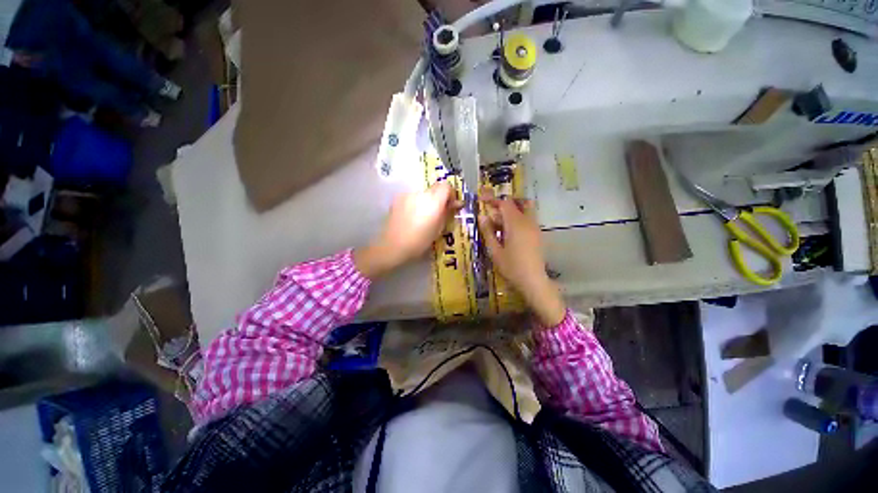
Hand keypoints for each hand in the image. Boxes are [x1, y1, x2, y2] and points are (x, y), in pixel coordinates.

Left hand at [355, 181, 461, 278]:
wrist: (394, 246)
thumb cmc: (420, 241)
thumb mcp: (438, 229)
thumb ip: (447, 212)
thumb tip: (455, 204)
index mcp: (434, 201)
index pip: (446, 186)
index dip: (450, 194)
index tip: (450, 205)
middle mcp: (421, 193)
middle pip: (434, 188)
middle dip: (438, 197)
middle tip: (437, 212)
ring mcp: (408, 195)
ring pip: (422, 193)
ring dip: (426, 201)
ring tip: (422, 217)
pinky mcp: (397, 198)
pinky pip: (411, 198)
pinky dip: (415, 204)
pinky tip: (411, 217)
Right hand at [478, 190, 565, 326]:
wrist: (533, 281)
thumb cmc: (511, 267)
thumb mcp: (495, 250)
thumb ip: (488, 231)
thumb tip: (482, 216)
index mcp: (516, 223)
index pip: (505, 204)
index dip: (493, 200)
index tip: (482, 199)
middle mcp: (527, 221)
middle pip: (517, 203)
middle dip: (503, 205)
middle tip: (491, 215)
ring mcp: (534, 228)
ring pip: (523, 211)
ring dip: (511, 213)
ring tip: (497, 227)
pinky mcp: (537, 234)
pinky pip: (527, 220)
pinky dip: (516, 220)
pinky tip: (507, 234)